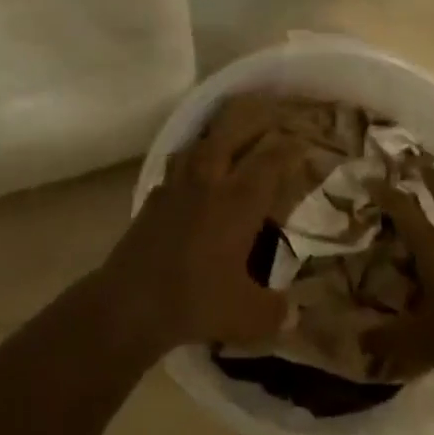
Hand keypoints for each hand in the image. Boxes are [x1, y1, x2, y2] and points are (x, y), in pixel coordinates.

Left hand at [98, 94, 324, 351]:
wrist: (130, 303)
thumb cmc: (197, 301)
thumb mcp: (249, 316)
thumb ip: (276, 311)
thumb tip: (293, 314)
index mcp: (238, 201)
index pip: (270, 160)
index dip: (290, 148)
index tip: (303, 143)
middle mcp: (209, 182)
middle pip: (231, 135)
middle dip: (252, 122)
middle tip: (269, 118)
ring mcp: (176, 187)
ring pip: (199, 145)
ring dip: (217, 138)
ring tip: (229, 141)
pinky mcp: (152, 200)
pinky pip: (176, 168)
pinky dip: (190, 164)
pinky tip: (192, 179)